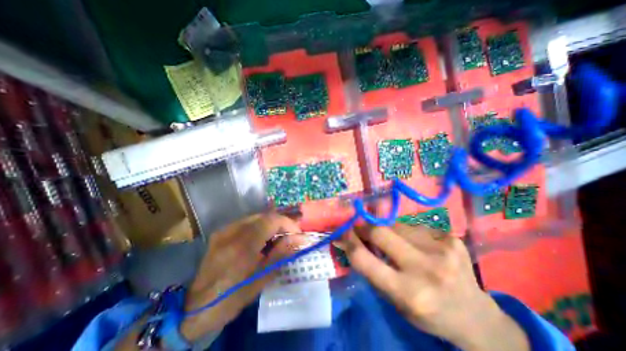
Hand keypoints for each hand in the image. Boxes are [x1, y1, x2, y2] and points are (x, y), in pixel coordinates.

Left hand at [180, 212, 301, 340]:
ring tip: (277, 238)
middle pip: (264, 216)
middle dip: (280, 223)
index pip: (271, 220)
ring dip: (270, 225)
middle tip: (289, 236)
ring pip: (255, 217)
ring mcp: (224, 230)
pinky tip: (261, 239)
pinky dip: (259, 227)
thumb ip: (281, 253)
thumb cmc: (232, 296)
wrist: (195, 308)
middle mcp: (232, 231)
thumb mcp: (262, 277)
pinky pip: (246, 223)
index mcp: (242, 245)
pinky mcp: (221, 232)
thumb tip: (299, 239)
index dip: (288, 223)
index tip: (297, 234)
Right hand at [342, 224, 527, 350]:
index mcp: (408, 293)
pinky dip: (405, 232)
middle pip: (380, 232)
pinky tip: (413, 243)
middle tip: (358, 227)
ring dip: (385, 229)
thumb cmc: (428, 313)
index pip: (364, 259)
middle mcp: (425, 268)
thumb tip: (350, 241)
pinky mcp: (450, 238)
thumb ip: (372, 269)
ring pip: (395, 225)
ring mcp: (441, 249)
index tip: (340, 232)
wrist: (475, 315)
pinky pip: (413, 226)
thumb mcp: (395, 301)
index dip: (348, 241)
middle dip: (364, 227)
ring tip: (390, 239)